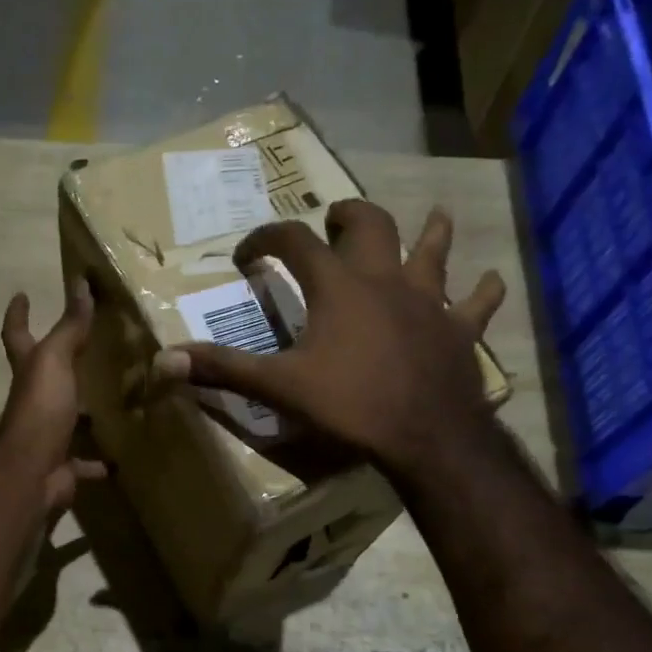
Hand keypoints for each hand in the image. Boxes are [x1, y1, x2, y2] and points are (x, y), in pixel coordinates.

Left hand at [0, 281, 109, 510]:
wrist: (32, 470)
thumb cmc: (41, 408)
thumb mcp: (56, 359)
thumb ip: (69, 326)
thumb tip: (80, 282)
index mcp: (29, 372)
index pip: (17, 334)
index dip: (18, 314)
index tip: (21, 295)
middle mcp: (34, 401)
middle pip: (44, 379)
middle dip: (61, 367)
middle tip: (89, 353)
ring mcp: (47, 435)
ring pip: (68, 420)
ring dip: (85, 415)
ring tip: (115, 404)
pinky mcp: (63, 466)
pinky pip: (84, 463)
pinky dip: (99, 462)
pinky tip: (120, 458)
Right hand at [152, 199, 505, 478]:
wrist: (424, 435)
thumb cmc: (349, 405)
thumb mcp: (278, 387)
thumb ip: (222, 369)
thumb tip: (163, 361)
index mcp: (338, 286)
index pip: (294, 241)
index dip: (266, 238)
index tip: (248, 254)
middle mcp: (384, 279)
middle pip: (370, 225)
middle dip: (348, 216)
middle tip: (336, 219)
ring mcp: (428, 301)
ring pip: (432, 250)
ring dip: (430, 232)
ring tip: (432, 217)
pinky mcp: (459, 330)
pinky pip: (476, 303)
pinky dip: (481, 292)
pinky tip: (488, 282)